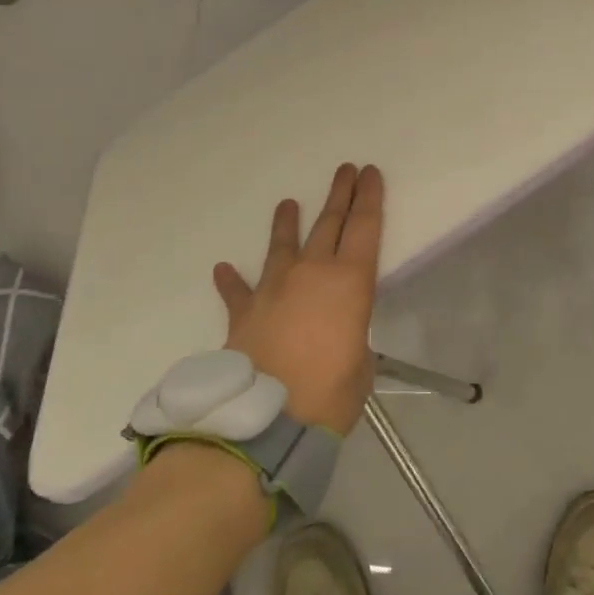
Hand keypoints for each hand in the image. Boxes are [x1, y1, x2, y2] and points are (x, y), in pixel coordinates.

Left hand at [213, 164, 383, 434]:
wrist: (262, 424)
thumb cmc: (328, 396)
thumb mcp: (361, 367)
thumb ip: (352, 341)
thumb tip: (339, 340)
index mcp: (349, 282)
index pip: (365, 227)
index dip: (369, 197)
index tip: (370, 173)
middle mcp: (311, 273)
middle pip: (328, 224)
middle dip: (339, 194)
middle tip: (345, 170)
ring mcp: (273, 289)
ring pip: (283, 245)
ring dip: (286, 223)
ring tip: (287, 203)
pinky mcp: (244, 313)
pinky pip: (238, 291)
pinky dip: (231, 280)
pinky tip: (223, 268)